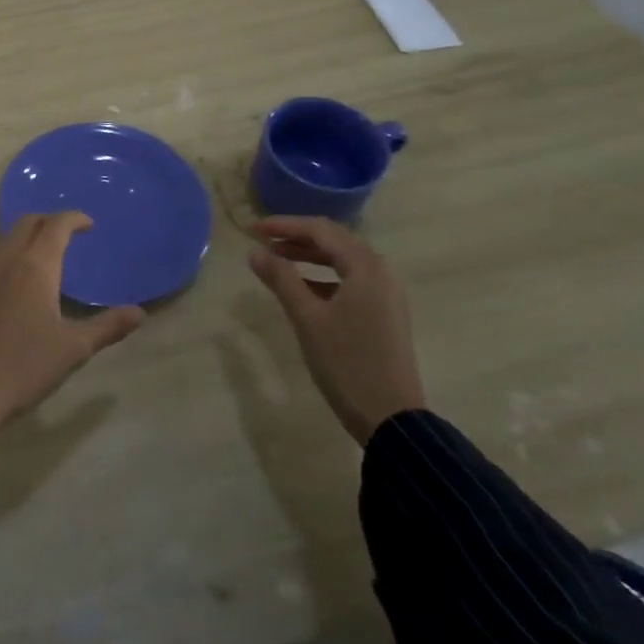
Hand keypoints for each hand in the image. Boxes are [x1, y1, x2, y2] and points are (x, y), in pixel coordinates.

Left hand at [0, 212, 145, 438]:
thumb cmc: (25, 366)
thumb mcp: (74, 349)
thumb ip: (108, 327)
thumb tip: (140, 312)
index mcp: (35, 267)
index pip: (55, 226)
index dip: (73, 219)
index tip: (90, 224)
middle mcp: (7, 261)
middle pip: (28, 223)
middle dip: (50, 220)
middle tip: (71, 232)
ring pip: (8, 237)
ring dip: (29, 234)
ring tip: (48, 251)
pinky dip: (13, 251)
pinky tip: (20, 276)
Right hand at [247, 217, 426, 445]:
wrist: (391, 418)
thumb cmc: (347, 363)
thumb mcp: (307, 318)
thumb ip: (281, 279)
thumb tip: (255, 251)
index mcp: (366, 267)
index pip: (320, 230)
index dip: (284, 225)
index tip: (252, 229)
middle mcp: (381, 272)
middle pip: (333, 241)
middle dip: (296, 238)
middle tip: (262, 240)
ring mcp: (386, 293)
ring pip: (342, 261)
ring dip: (308, 256)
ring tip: (275, 260)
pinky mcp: (384, 312)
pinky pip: (350, 280)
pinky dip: (323, 276)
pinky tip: (301, 287)